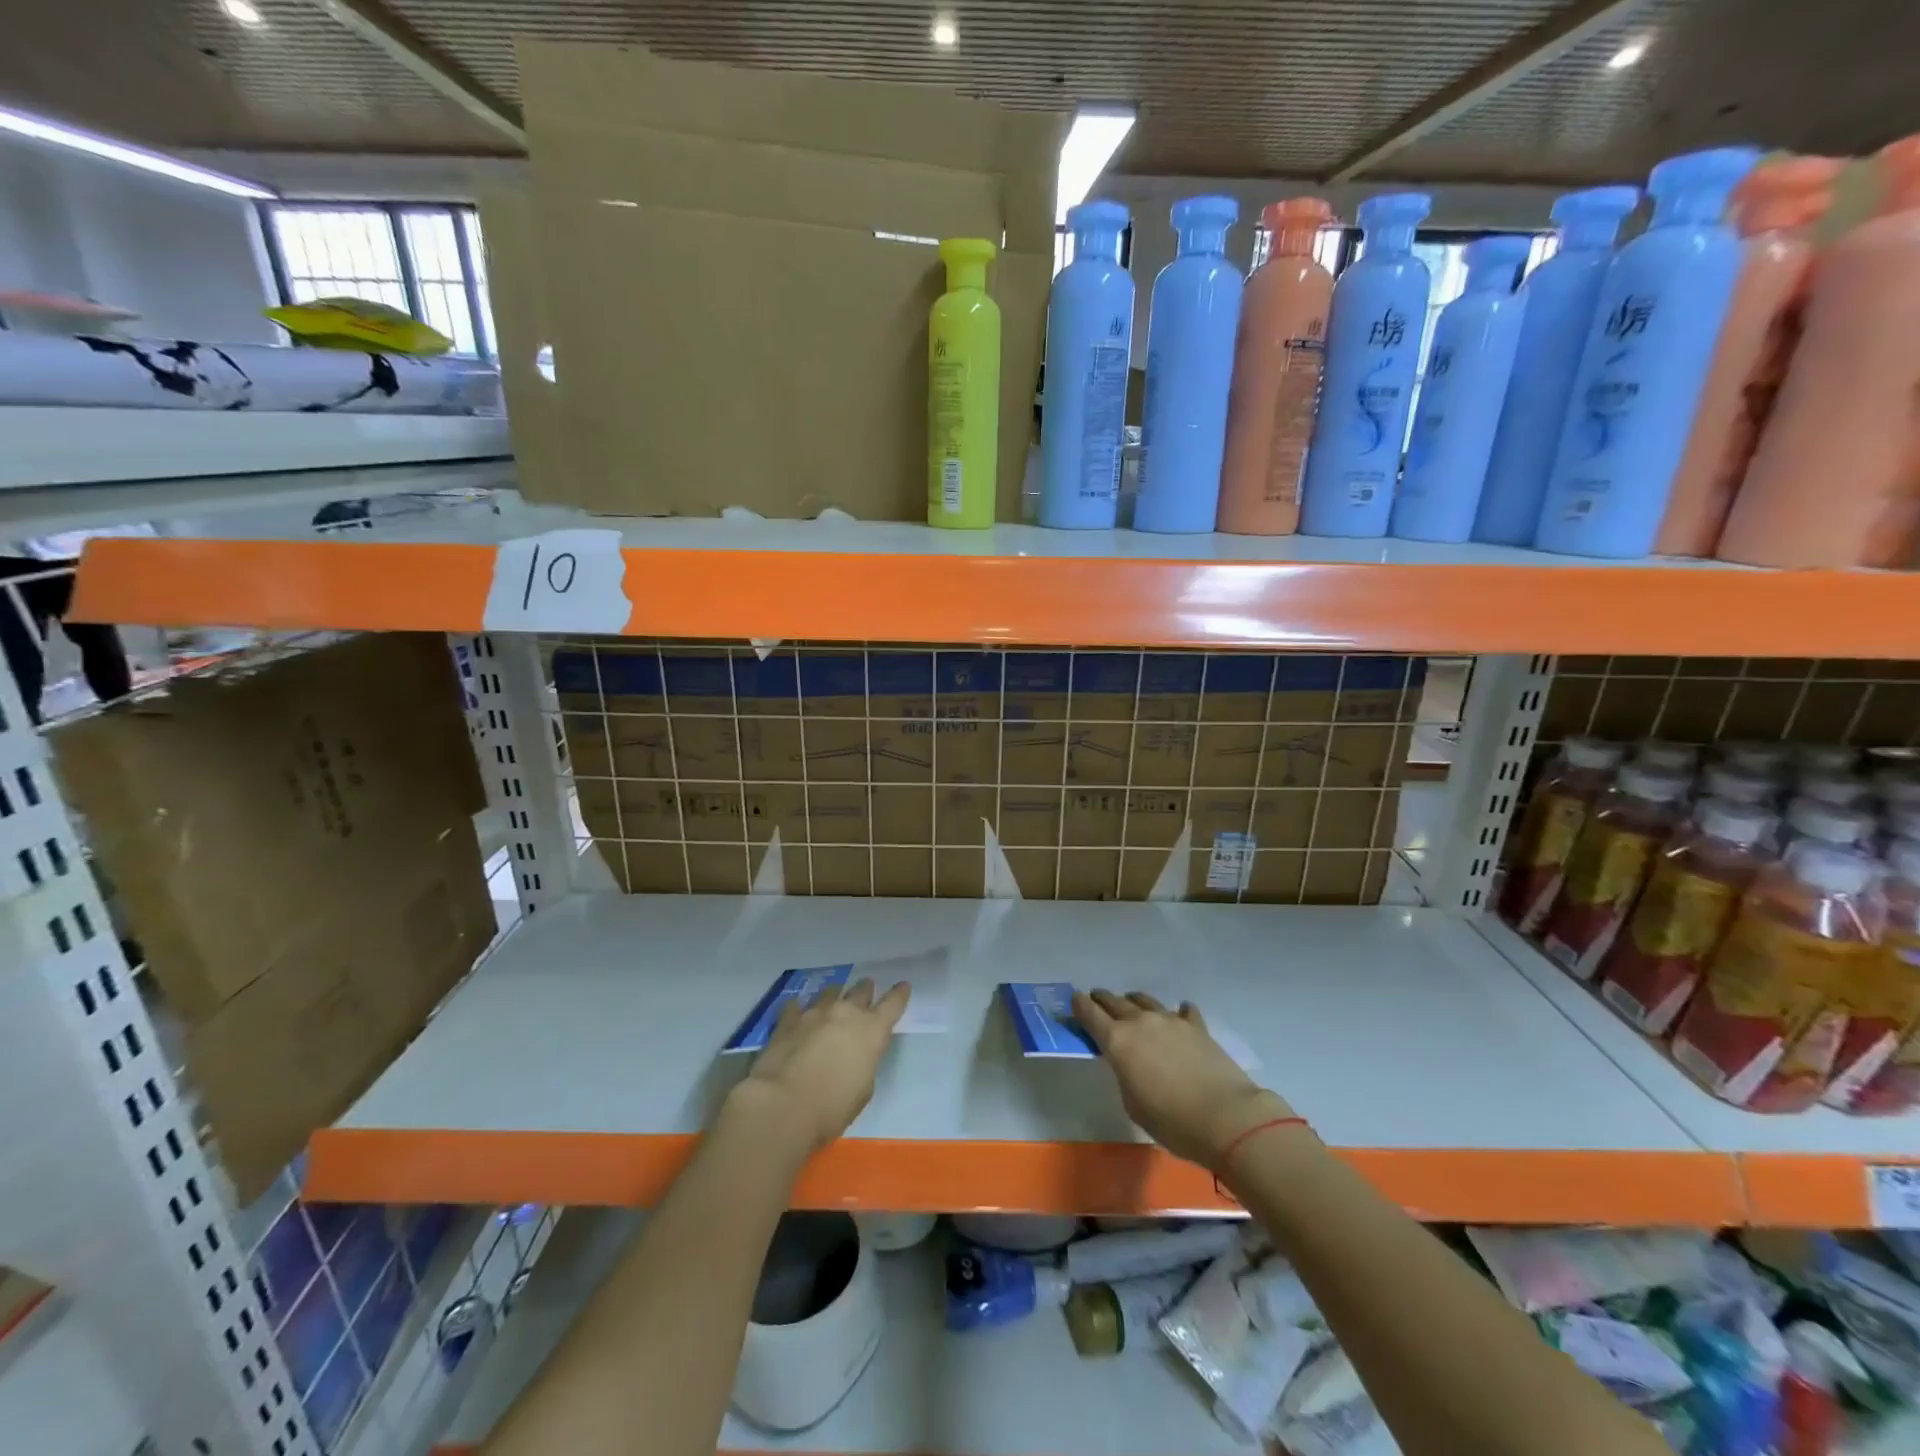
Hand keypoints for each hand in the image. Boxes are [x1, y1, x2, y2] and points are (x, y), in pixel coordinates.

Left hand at [726, 979, 910, 1156]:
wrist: (782, 1105)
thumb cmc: (831, 1108)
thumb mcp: (863, 1090)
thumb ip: (863, 1063)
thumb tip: (854, 1055)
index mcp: (872, 1031)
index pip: (893, 1004)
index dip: (899, 994)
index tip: (903, 985)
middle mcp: (846, 1013)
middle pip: (861, 991)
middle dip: (865, 991)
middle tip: (866, 991)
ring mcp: (815, 1013)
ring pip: (830, 992)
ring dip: (835, 995)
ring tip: (834, 998)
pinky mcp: (787, 1020)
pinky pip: (797, 1006)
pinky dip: (801, 1009)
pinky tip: (798, 1012)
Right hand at [1073, 989, 1293, 1172]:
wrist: (1225, 1117)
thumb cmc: (1170, 1120)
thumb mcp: (1132, 1103)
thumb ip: (1124, 1074)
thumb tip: (1130, 1063)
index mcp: (1117, 1040)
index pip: (1089, 1013)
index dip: (1079, 1005)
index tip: (1074, 998)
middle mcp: (1140, 1022)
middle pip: (1115, 1001)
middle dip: (1102, 999)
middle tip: (1096, 999)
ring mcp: (1170, 1020)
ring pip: (1145, 1001)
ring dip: (1134, 1002)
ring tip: (1132, 1005)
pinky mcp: (1197, 1026)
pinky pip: (1182, 1012)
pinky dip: (1177, 1013)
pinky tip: (1180, 1015)